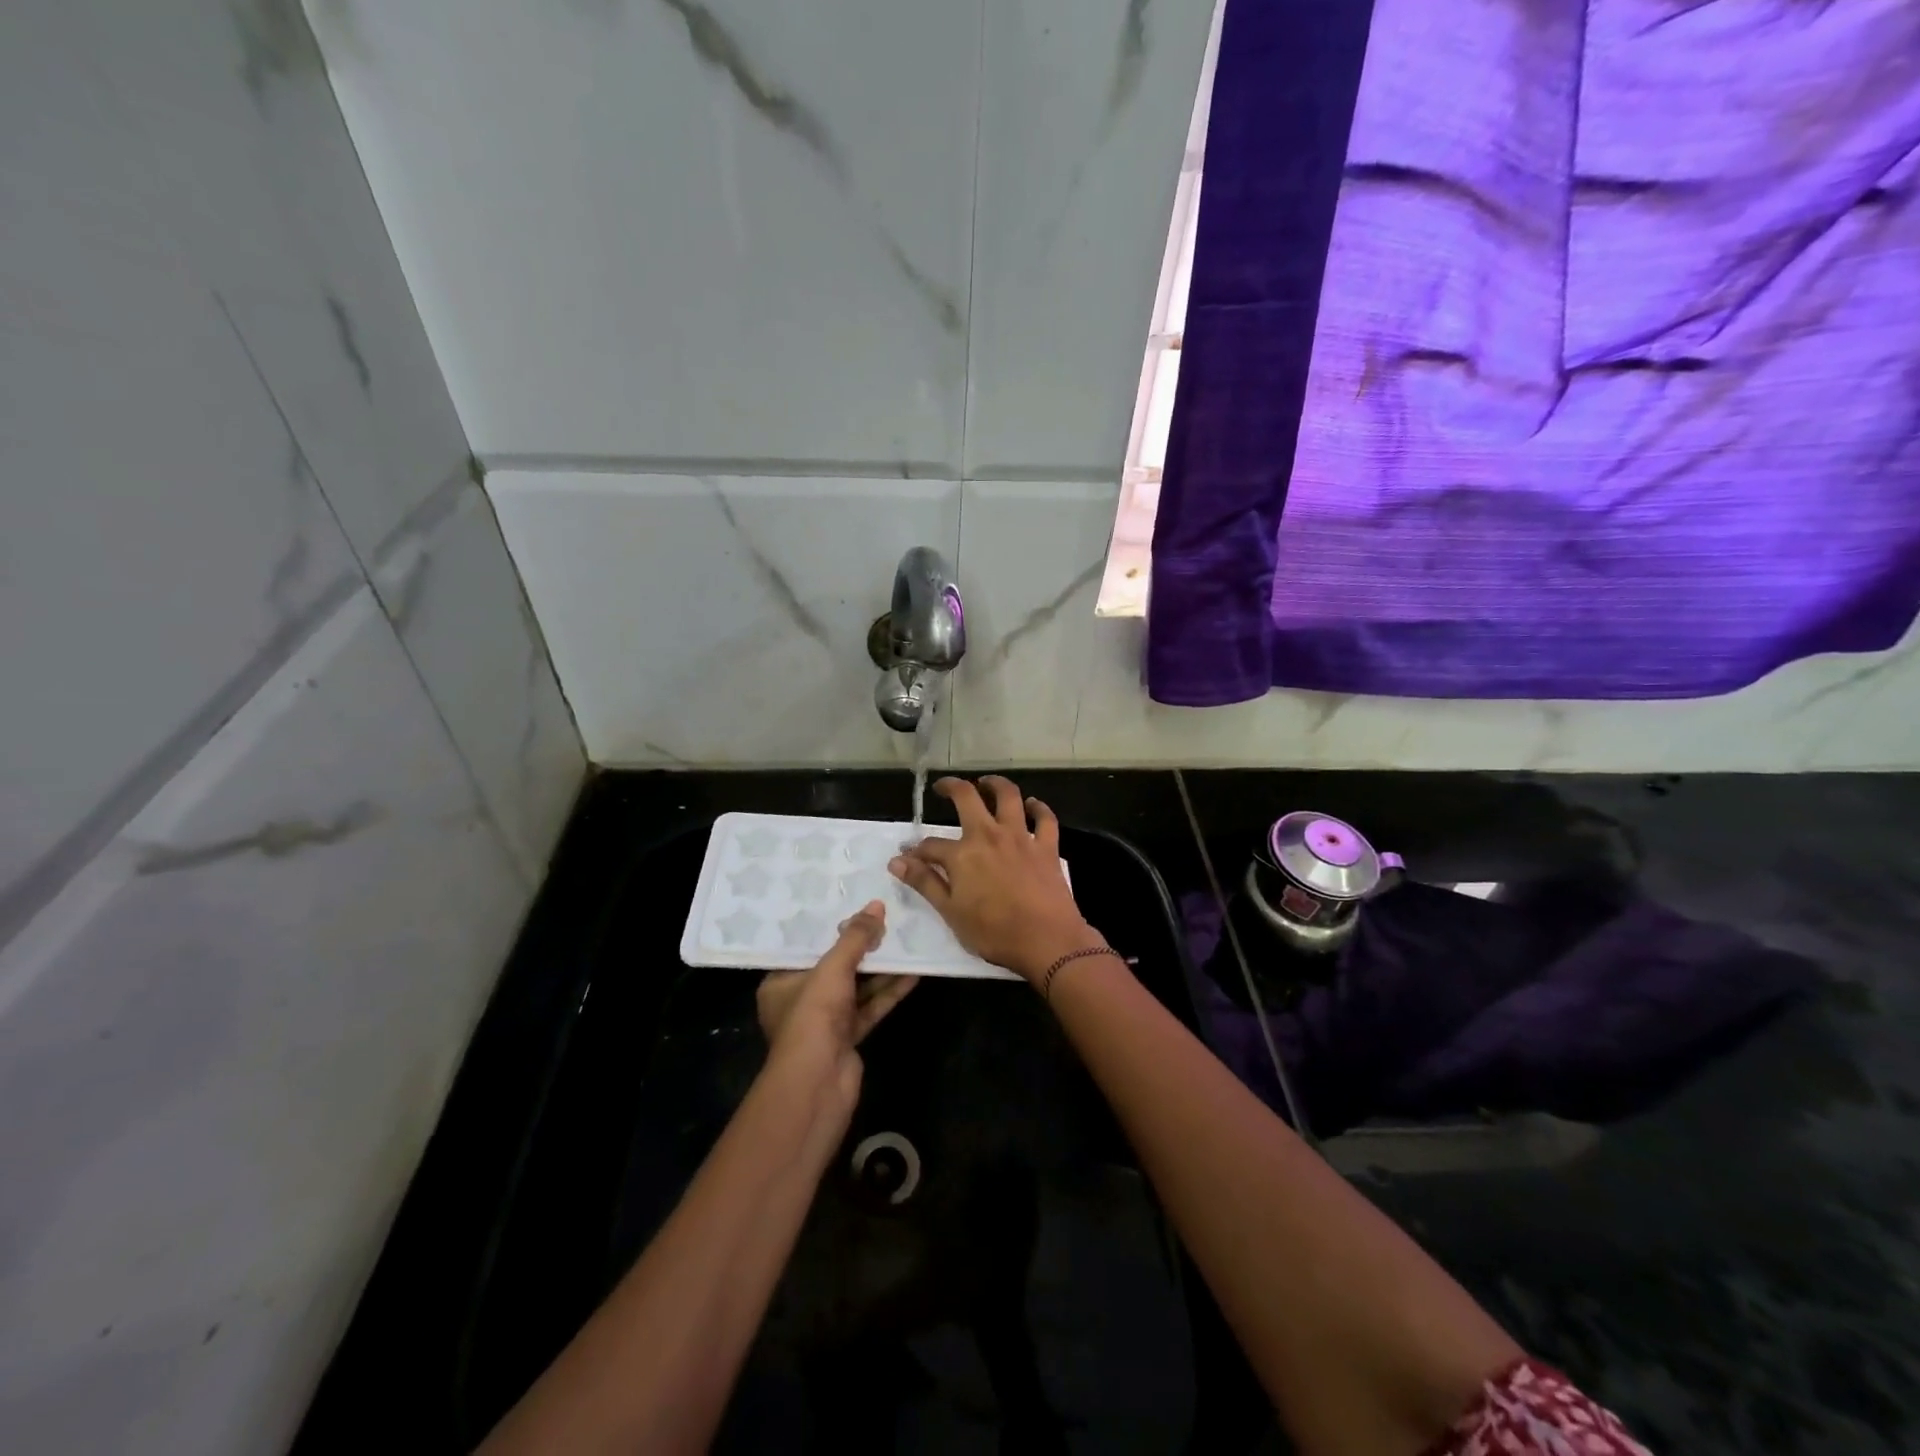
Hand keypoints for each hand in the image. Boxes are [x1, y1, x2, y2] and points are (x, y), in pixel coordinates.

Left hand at [756, 901, 918, 1105]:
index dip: (831, 931)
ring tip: (906, 942)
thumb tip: (876, 905)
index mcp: (780, 983)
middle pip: (835, 968)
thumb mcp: (832, 968)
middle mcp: (800, 1001)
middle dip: (862, 949)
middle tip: (887, 922)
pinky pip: (869, 1008)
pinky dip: (888, 992)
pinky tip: (912, 975)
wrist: (818, 1084)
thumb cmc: (813, 1016)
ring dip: (880, 970)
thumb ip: (855, 938)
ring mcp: (825, 1022)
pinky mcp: (848, 1038)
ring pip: (856, 988)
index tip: (855, 910)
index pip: (806, 949)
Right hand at [888, 776, 1105, 984]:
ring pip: (1008, 796)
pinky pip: (1044, 818)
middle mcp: (989, 835)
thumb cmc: (994, 932)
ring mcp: (1020, 837)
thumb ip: (925, 883)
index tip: (908, 856)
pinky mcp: (1046, 846)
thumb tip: (896, 861)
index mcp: (962, 854)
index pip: (931, 845)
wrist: (1047, 940)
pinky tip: (1031, 804)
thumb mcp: (950, 912)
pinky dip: (1038, 807)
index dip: (916, 850)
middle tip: (943, 787)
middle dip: (952, 787)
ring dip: (995, 784)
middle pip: (967, 798)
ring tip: (986, 782)